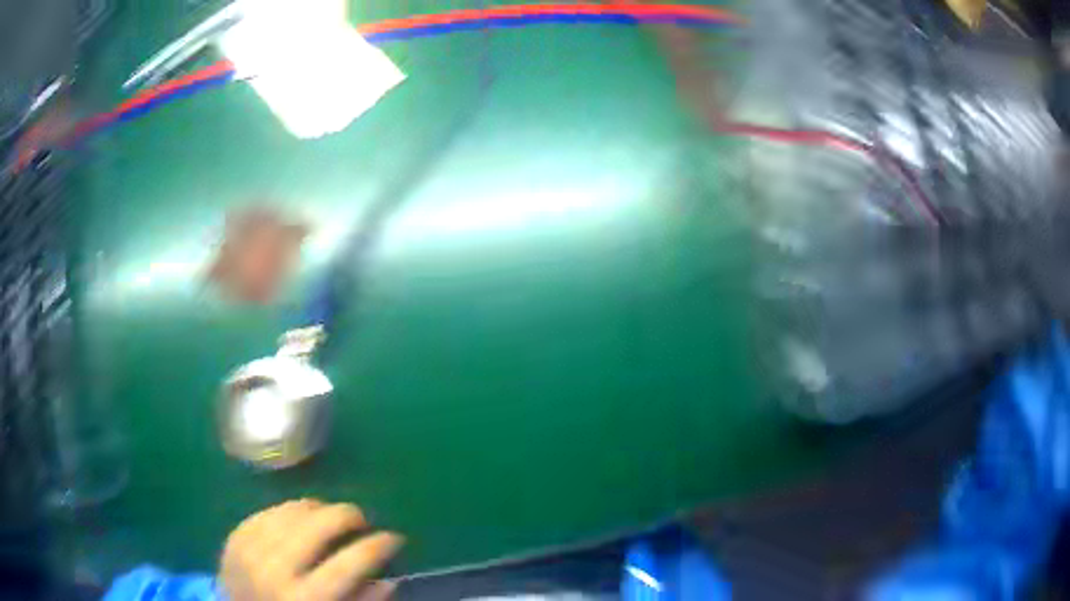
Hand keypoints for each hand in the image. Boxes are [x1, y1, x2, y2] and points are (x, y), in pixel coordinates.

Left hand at [221, 499, 402, 600]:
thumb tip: (389, 579)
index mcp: (306, 598)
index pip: (350, 563)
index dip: (378, 545)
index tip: (394, 537)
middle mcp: (275, 570)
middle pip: (318, 526)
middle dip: (347, 515)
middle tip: (361, 520)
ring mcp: (250, 549)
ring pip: (292, 512)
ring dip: (318, 509)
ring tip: (331, 516)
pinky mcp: (234, 537)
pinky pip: (267, 512)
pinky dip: (289, 511)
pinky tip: (300, 517)